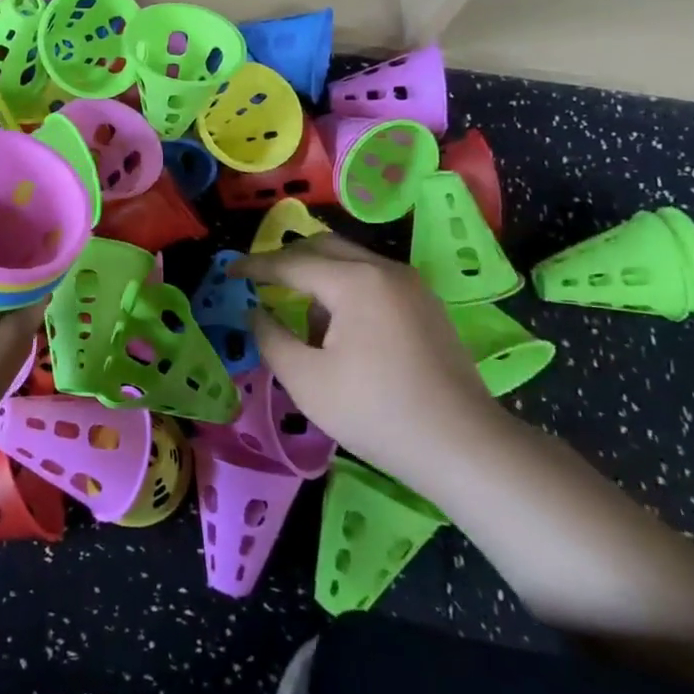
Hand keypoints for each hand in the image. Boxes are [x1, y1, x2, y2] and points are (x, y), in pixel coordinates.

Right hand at [231, 234, 507, 493]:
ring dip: (318, 276)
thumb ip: (271, 338)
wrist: (464, 446)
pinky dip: (345, 288)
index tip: (229, 272)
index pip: (291, 263)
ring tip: (300, 317)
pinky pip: (373, 279)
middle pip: (323, 246)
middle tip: (259, 281)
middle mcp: (384, 269)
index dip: (255, 267)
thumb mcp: (306, 381)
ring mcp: (412, 285)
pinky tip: (340, 329)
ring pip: (351, 261)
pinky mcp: (427, 305)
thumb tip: (255, 312)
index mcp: (354, 281)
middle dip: (287, 260)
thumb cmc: (376, 412)